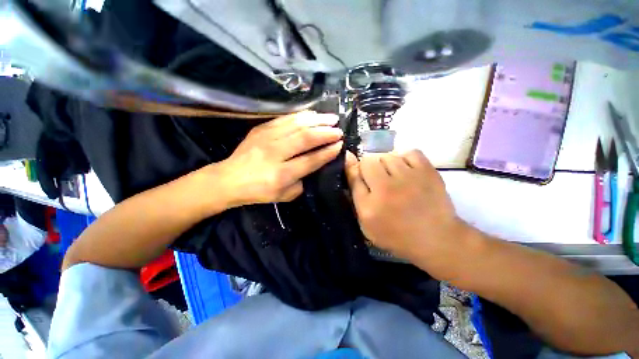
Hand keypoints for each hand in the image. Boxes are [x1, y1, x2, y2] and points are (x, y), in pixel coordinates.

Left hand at [213, 111, 342, 207]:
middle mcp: (275, 154)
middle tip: (339, 130)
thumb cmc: (259, 191)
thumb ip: (302, 182)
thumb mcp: (285, 196)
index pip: (310, 160)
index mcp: (281, 175)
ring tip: (331, 118)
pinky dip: (302, 116)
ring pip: (297, 125)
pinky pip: (285, 119)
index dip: (327, 152)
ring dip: (317, 120)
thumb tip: (314, 165)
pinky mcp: (261, 129)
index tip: (339, 145)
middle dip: (325, 133)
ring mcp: (267, 138)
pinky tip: (313, 114)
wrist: (230, 179)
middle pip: (305, 138)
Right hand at [345, 150, 468, 265]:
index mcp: (369, 204)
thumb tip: (349, 162)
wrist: (435, 238)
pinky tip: (407, 170)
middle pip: (369, 161)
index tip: (357, 171)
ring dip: (386, 165)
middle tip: (378, 180)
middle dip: (369, 169)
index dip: (352, 169)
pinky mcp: (428, 171)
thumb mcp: (366, 222)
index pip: (353, 173)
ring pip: (388, 156)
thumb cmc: (395, 234)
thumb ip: (356, 193)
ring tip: (394, 177)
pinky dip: (405, 159)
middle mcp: (387, 188)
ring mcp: (409, 177)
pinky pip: (409, 152)